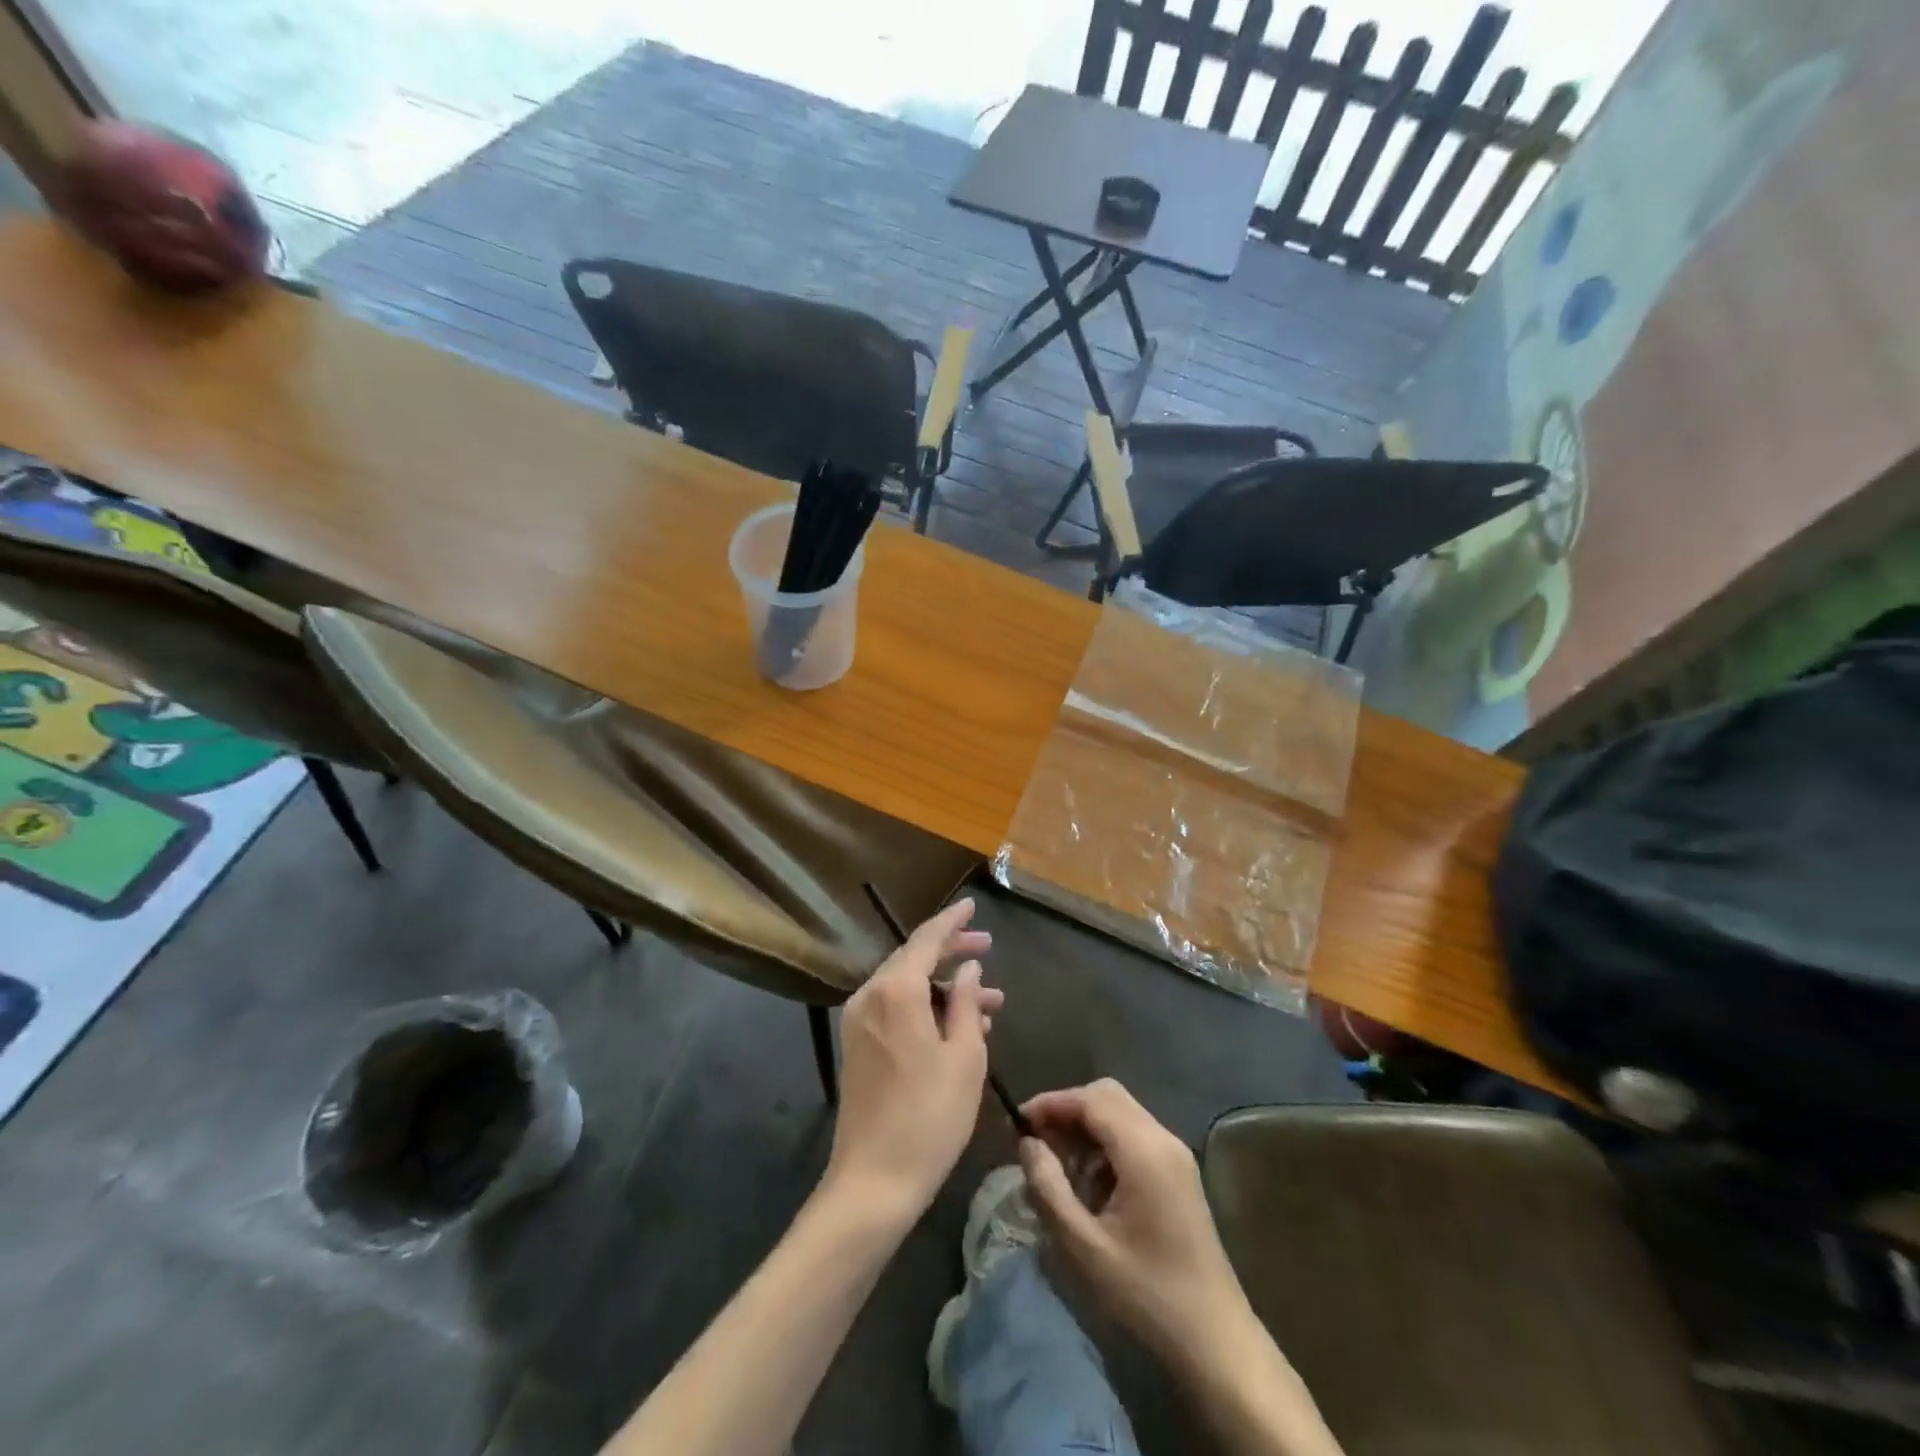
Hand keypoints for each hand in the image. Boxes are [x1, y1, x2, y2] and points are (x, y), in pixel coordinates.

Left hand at [824, 898, 1002, 1221]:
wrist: (874, 1181)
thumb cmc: (929, 1116)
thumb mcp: (964, 1057)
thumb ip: (966, 1002)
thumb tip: (968, 968)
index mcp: (896, 990)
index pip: (926, 939)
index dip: (952, 921)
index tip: (972, 905)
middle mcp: (870, 995)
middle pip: (913, 958)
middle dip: (952, 951)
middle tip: (988, 946)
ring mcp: (859, 1020)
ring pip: (907, 986)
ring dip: (944, 987)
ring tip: (989, 1000)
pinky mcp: (858, 1044)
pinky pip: (896, 1008)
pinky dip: (926, 1007)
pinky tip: (960, 1025)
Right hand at [1019, 1079, 1254, 1369]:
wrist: (1214, 1339)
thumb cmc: (1146, 1292)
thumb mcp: (1083, 1246)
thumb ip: (1048, 1187)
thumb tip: (1026, 1143)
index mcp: (1143, 1149)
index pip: (1089, 1099)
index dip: (1050, 1103)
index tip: (1016, 1124)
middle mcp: (1163, 1138)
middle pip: (1107, 1096)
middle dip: (1067, 1111)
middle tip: (1036, 1143)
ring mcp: (1175, 1154)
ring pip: (1120, 1113)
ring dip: (1085, 1128)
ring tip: (1058, 1168)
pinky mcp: (1179, 1172)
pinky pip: (1134, 1135)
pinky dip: (1105, 1144)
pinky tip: (1090, 1185)